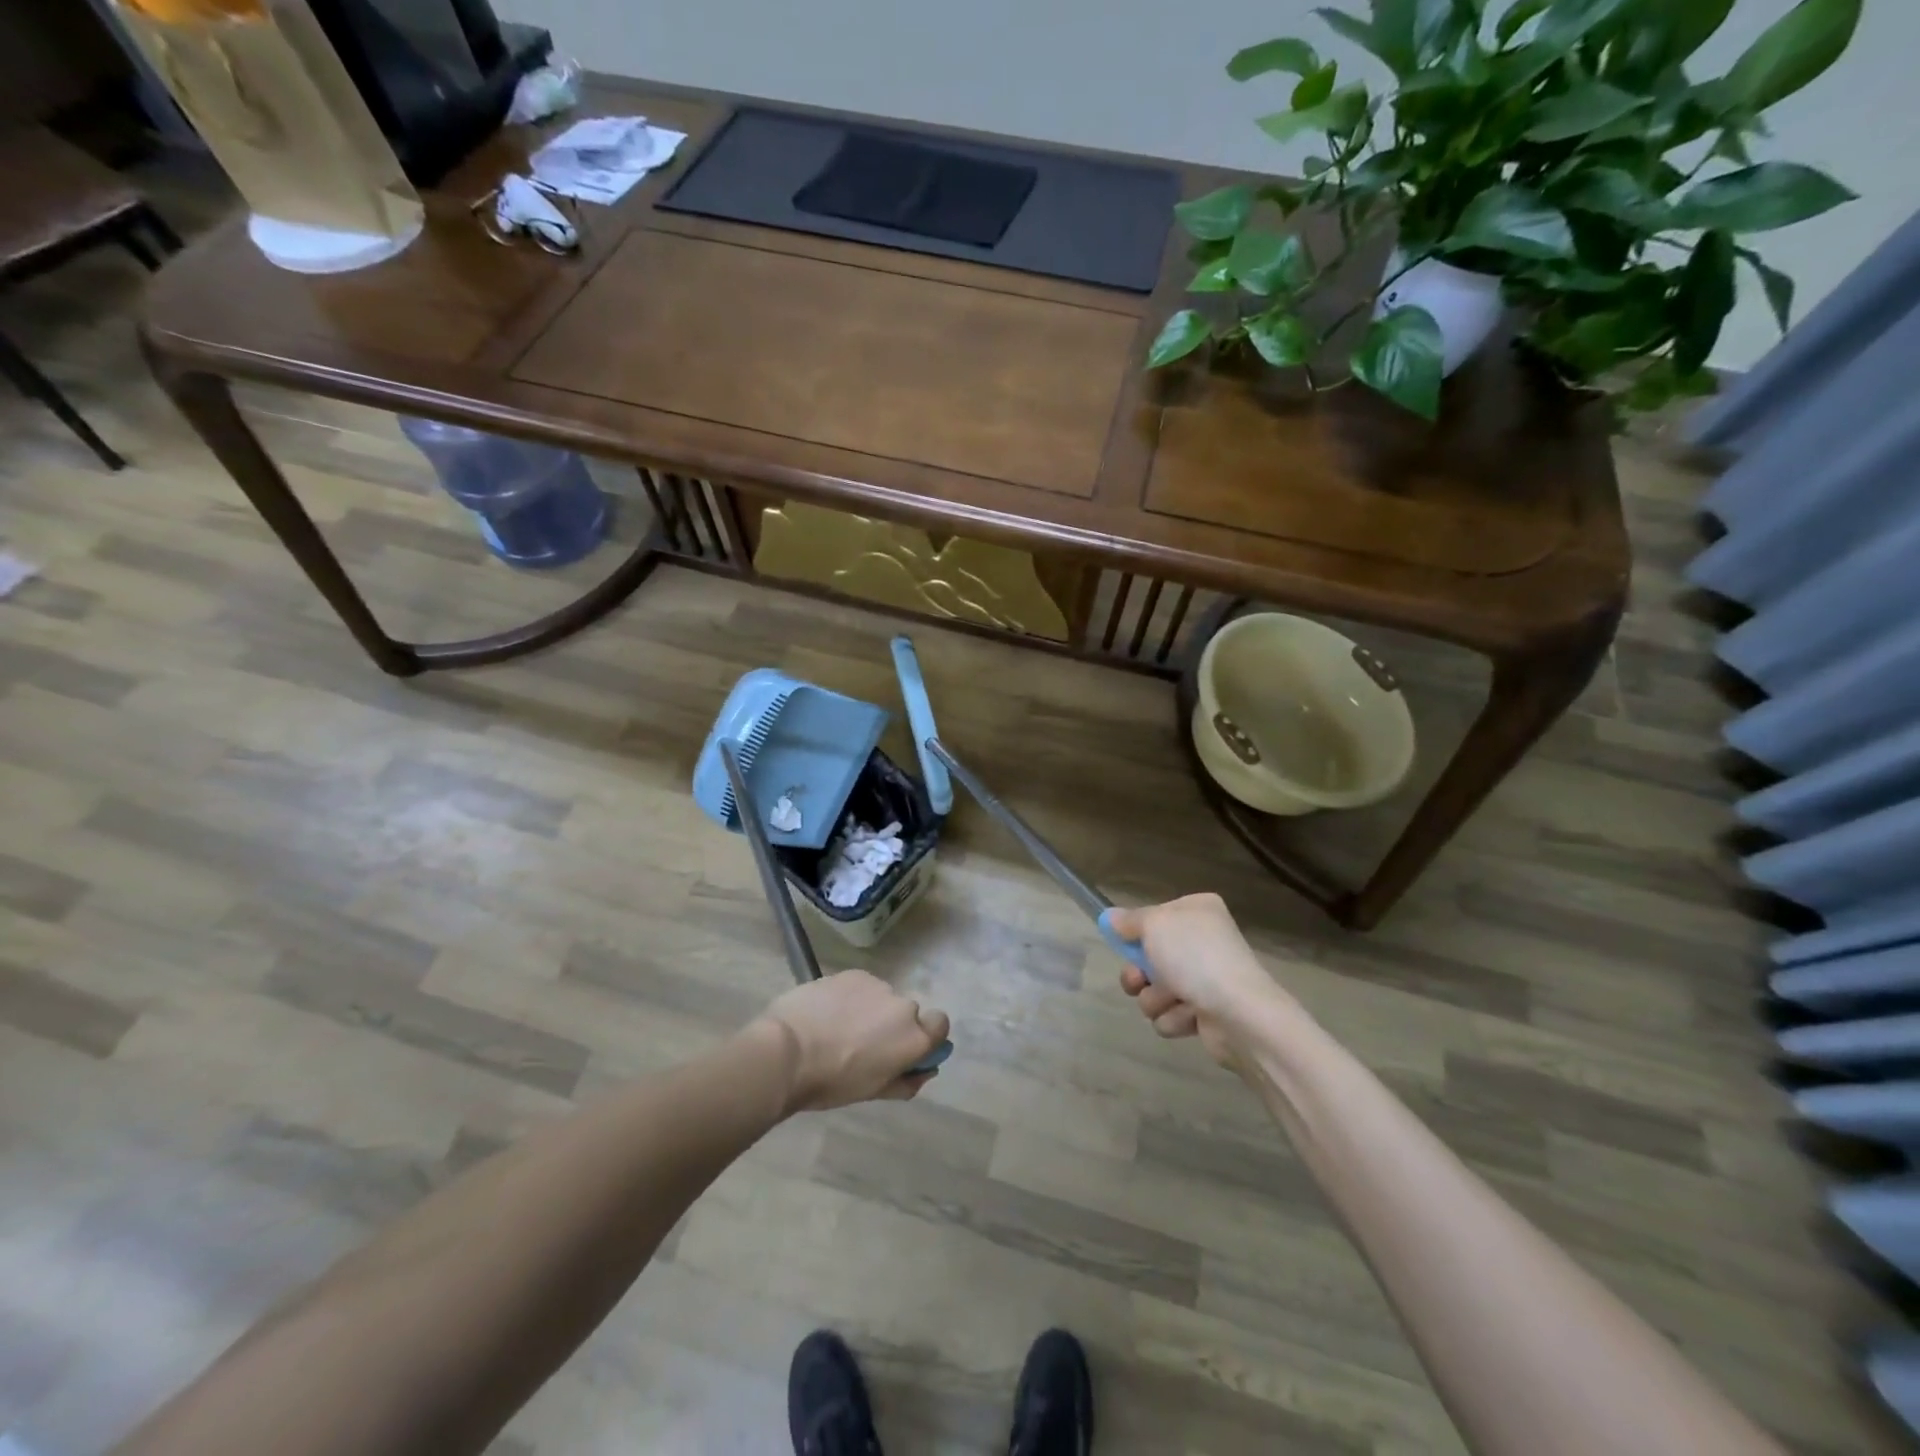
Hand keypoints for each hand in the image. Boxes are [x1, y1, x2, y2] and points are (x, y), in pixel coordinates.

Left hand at [753, 971, 949, 1112]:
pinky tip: (826, 1012)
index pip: (940, 1025)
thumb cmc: (832, 1082)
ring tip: (838, 1028)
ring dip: (869, 1010)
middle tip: (863, 1045)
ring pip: (881, 997)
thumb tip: (923, 1071)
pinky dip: (849, 997)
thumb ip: (905, 1081)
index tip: (906, 1049)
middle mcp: (902, 1006)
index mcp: (914, 1038)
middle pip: (906, 1013)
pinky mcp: (852, 973)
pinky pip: (860, 986)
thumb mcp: (873, 1092)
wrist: (787, 1051)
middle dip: (891, 1025)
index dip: (926, 1035)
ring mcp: (877, 985)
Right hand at [1105, 894, 1291, 1069]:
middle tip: (1140, 979)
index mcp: (1197, 911)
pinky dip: (1175, 1017)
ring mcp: (1207, 978)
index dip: (1137, 932)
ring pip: (1157, 988)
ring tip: (1172, 1000)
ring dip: (1155, 998)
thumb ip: (1128, 921)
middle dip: (1139, 974)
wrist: (1240, 1014)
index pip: (1155, 916)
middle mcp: (1204, 940)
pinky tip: (1190, 1016)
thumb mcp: (1154, 925)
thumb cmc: (1195, 957)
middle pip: (1151, 956)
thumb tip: (1110, 917)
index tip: (1124, 942)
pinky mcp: (1208, 1012)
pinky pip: (1172, 1014)